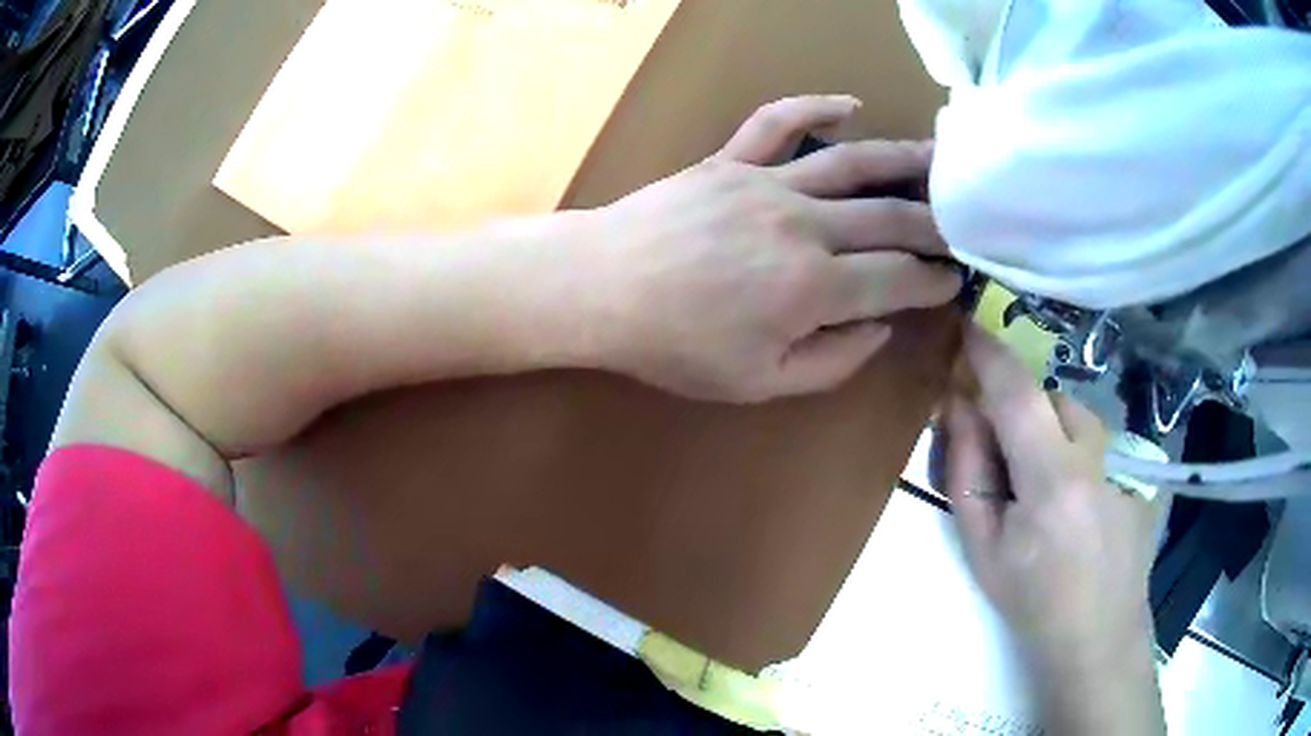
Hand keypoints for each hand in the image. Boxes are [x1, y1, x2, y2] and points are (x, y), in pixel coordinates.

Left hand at [584, 95, 961, 402]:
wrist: (599, 288)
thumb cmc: (674, 346)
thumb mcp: (758, 384)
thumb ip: (831, 362)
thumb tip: (878, 327)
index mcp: (814, 289)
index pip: (899, 279)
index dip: (934, 282)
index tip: (955, 281)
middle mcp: (805, 226)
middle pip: (891, 217)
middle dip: (937, 224)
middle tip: (964, 225)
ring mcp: (768, 183)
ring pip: (854, 163)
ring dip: (905, 159)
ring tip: (942, 158)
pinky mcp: (732, 159)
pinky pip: (779, 122)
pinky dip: (815, 106)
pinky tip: (850, 104)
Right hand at [942, 324, 1157, 669]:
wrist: (1099, 637)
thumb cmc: (1032, 602)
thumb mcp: (983, 549)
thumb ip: (967, 473)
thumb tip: (960, 407)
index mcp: (1052, 478)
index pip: (1017, 392)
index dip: (989, 353)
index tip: (968, 323)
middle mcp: (1095, 456)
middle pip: (1053, 400)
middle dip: (1025, 413)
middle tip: (1009, 461)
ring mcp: (1125, 462)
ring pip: (1080, 420)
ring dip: (1054, 434)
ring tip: (1048, 490)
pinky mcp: (1141, 472)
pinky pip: (1100, 445)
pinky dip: (1080, 458)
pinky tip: (1081, 507)